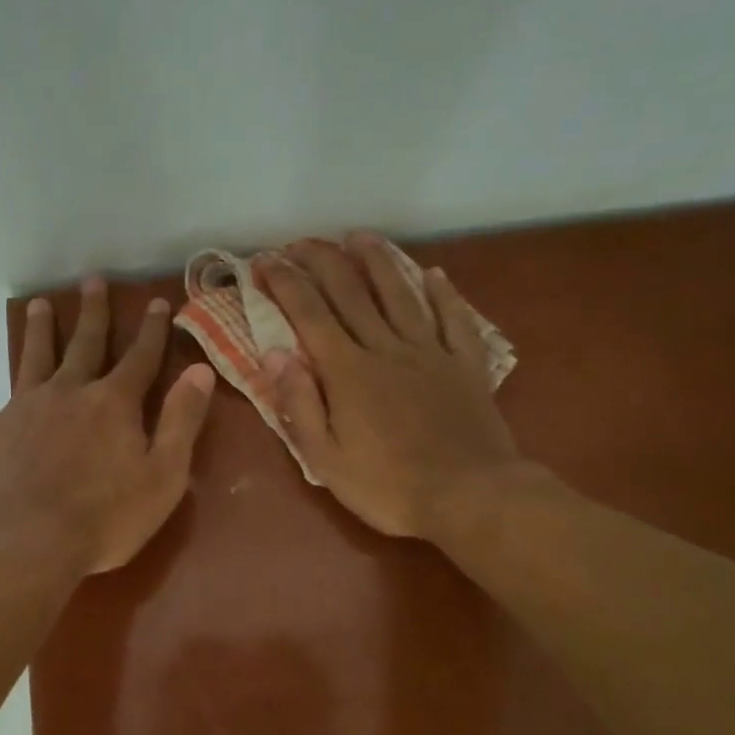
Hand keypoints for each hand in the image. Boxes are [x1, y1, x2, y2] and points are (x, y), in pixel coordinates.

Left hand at [0, 277, 215, 574]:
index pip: (140, 358)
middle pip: (84, 345)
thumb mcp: (164, 474)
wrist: (28, 542)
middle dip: (93, 313)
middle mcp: (68, 393)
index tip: (158, 302)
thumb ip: (181, 420)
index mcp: (113, 404)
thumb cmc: (105, 517)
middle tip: (92, 281)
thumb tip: (200, 370)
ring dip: (37, 331)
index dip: (152, 331)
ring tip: (37, 305)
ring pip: (32, 359)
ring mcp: (24, 410)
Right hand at [257, 235, 527, 539]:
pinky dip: (443, 293)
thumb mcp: (326, 460)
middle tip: (301, 242)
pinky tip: (434, 274)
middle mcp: (386, 349)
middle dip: (321, 261)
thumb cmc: (389, 487)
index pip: (309, 314)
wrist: (470, 497)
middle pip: (350, 293)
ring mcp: (430, 353)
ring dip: (377, 261)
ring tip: (359, 236)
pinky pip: (454, 319)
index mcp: (348, 372)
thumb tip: (276, 353)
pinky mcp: (465, 365)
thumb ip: (300, 404)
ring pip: (400, 294)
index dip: (284, 283)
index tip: (264, 261)